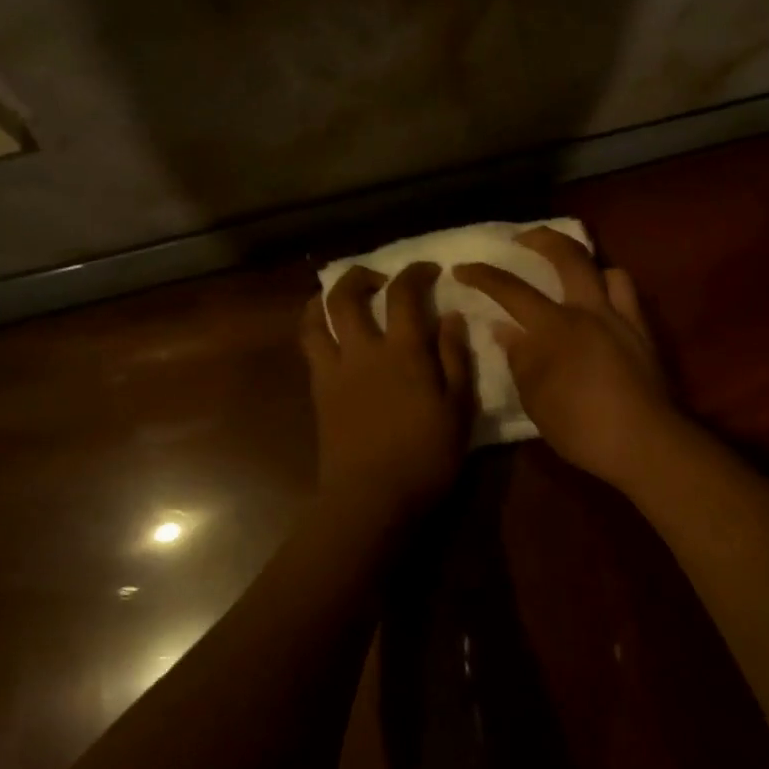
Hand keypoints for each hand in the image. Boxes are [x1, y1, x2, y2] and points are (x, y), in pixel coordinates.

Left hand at [301, 262, 473, 517]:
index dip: (416, 273)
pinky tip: (330, 334)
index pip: (404, 294)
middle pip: (346, 296)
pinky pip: (310, 348)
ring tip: (341, 298)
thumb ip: (455, 358)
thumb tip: (451, 316)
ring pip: (316, 318)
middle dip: (360, 276)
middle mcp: (362, 350)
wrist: (371, 497)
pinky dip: (316, 328)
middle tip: (379, 278)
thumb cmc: (425, 456)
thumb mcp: (458, 408)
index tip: (430, 270)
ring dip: (326, 298)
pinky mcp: (318, 392)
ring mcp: (334, 370)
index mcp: (403, 351)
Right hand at [454, 228, 677, 485]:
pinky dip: (610, 286)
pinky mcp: (642, 330)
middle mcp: (588, 310)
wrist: (643, 441)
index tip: (463, 268)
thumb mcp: (536, 399)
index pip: (510, 290)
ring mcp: (620, 317)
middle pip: (566, 255)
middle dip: (540, 239)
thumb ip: (519, 359)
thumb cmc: (581, 427)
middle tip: (522, 239)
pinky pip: (626, 293)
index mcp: (554, 328)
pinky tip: (600, 303)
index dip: (483, 275)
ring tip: (570, 273)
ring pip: (604, 268)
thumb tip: (504, 329)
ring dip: (584, 263)